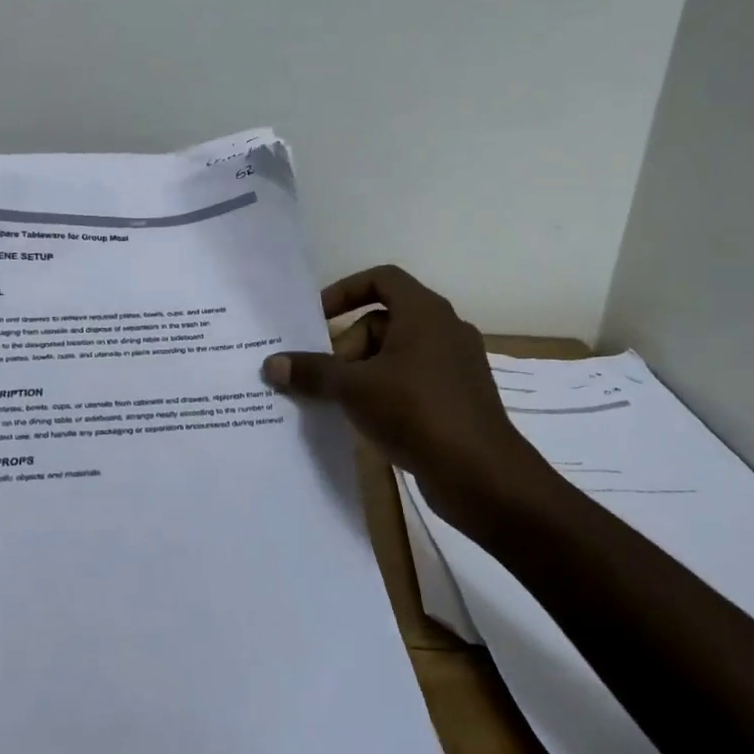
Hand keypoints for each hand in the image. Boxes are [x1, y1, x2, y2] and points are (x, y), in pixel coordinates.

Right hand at [261, 264, 532, 490]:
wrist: (481, 474)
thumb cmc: (416, 411)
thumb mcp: (354, 388)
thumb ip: (312, 372)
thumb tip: (272, 364)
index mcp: (425, 312)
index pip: (381, 279)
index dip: (345, 291)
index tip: (317, 317)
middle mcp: (444, 329)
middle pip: (385, 320)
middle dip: (349, 345)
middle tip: (326, 378)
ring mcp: (456, 365)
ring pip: (398, 354)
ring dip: (364, 372)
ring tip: (340, 402)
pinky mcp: (459, 397)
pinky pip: (414, 380)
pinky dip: (387, 391)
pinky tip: (368, 421)